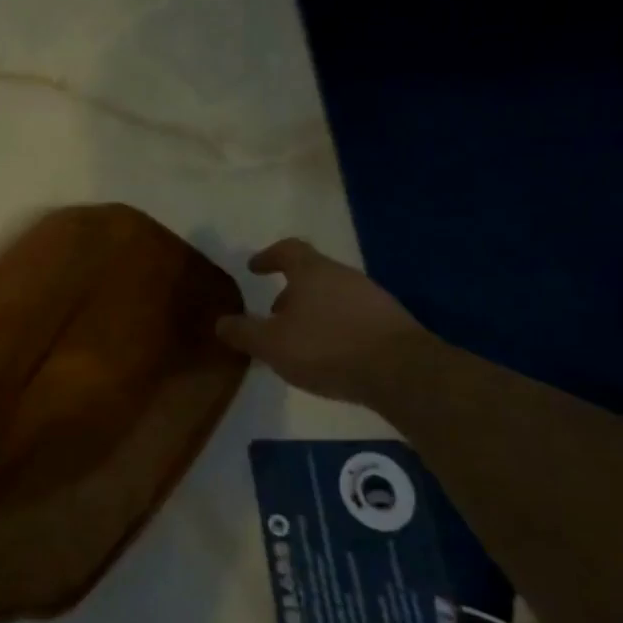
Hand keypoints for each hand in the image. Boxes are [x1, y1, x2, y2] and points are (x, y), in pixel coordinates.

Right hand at [216, 239, 427, 405]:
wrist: (401, 372)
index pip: (287, 250)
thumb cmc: (326, 348)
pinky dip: (336, 328)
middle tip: (273, 314)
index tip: (254, 268)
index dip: (268, 256)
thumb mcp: (271, 344)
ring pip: (334, 296)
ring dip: (313, 312)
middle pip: (312, 274)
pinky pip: (354, 317)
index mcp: (313, 272)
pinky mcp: (392, 323)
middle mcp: (344, 276)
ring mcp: (373, 298)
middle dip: (290, 292)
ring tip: (300, 340)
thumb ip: (243, 332)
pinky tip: (331, 354)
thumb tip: (221, 322)